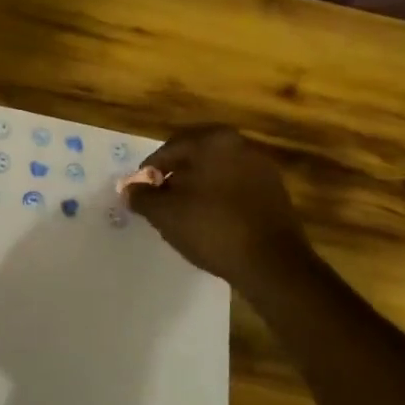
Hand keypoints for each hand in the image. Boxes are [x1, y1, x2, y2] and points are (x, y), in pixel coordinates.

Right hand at [127, 125, 309, 286]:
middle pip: (195, 156)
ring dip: (198, 186)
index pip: (169, 149)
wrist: (272, 264)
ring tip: (185, 212)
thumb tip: (129, 190)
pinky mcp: (275, 191)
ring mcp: (262, 166)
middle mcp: (240, 144)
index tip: (141, 193)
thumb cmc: (212, 228)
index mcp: (213, 140)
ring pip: (217, 170)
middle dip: (175, 176)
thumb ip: (142, 197)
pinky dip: (220, 196)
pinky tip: (212, 220)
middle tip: (161, 200)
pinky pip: (236, 186)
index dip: (149, 172)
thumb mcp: (165, 214)